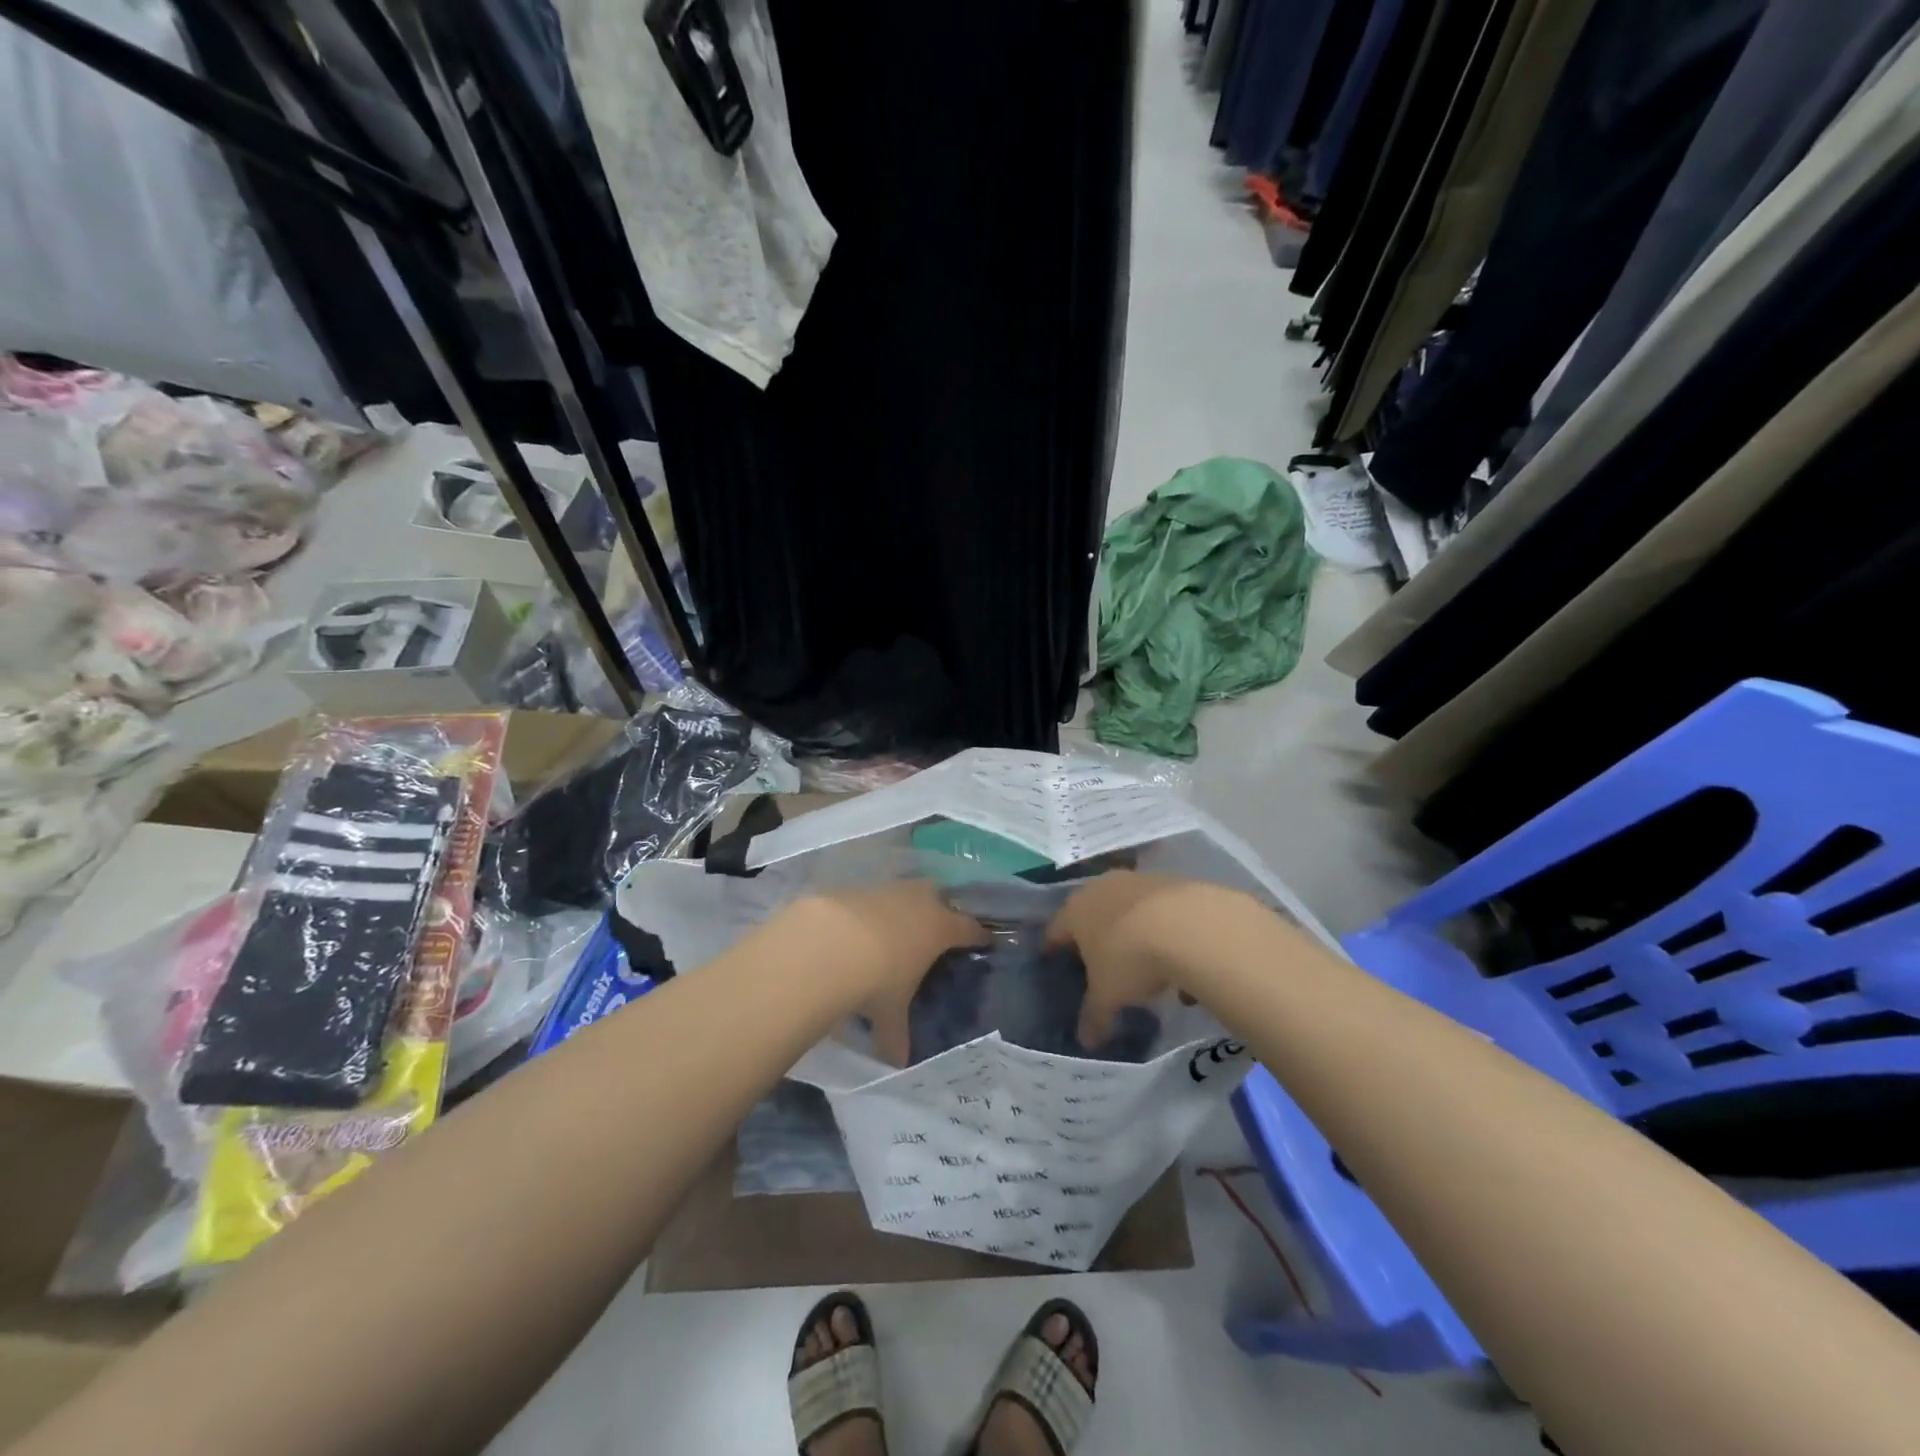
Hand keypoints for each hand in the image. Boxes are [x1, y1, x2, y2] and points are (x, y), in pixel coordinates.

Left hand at [786, 882, 987, 1063]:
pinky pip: (874, 896)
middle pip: (941, 897)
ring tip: (897, 928)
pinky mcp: (857, 887)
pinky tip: (861, 927)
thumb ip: (897, 1034)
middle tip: (938, 928)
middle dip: (942, 909)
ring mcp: (888, 890)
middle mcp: (920, 901)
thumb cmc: (876, 980)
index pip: (970, 928)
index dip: (978, 935)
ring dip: (905, 906)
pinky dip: (873, 909)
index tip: (984, 939)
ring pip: (906, 892)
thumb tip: (897, 1061)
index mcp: (940, 928)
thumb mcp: (890, 1012)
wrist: (827, 943)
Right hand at [1045, 871, 1211, 1045]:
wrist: (1188, 924)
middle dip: (1094, 935)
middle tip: (1098, 959)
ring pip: (1127, 908)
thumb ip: (1095, 1016)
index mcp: (1075, 911)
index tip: (1050, 958)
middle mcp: (1101, 889)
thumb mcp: (1108, 995)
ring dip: (1132, 931)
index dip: (1052, 947)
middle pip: (1091, 913)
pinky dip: (1163, 929)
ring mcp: (1136, 881)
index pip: (1055, 930)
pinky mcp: (1170, 881)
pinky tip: (1179, 955)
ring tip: (1145, 962)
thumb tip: (1086, 1040)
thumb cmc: (1129, 958)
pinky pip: (1159, 909)